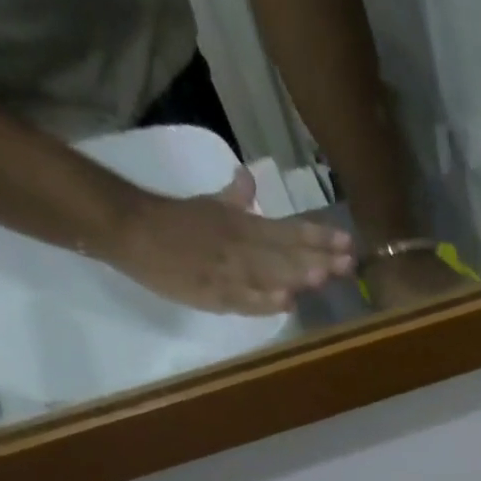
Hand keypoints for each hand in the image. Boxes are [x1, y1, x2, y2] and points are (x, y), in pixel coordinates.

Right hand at [108, 168, 354, 313]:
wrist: (129, 230)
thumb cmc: (174, 220)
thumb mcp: (209, 204)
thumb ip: (234, 198)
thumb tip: (248, 177)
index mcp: (243, 226)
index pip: (289, 231)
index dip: (319, 237)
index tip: (348, 242)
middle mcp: (241, 247)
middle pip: (286, 254)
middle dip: (319, 258)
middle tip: (351, 262)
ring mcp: (229, 272)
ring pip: (268, 274)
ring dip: (296, 274)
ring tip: (324, 275)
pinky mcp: (214, 294)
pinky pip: (244, 299)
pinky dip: (264, 300)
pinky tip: (285, 302)